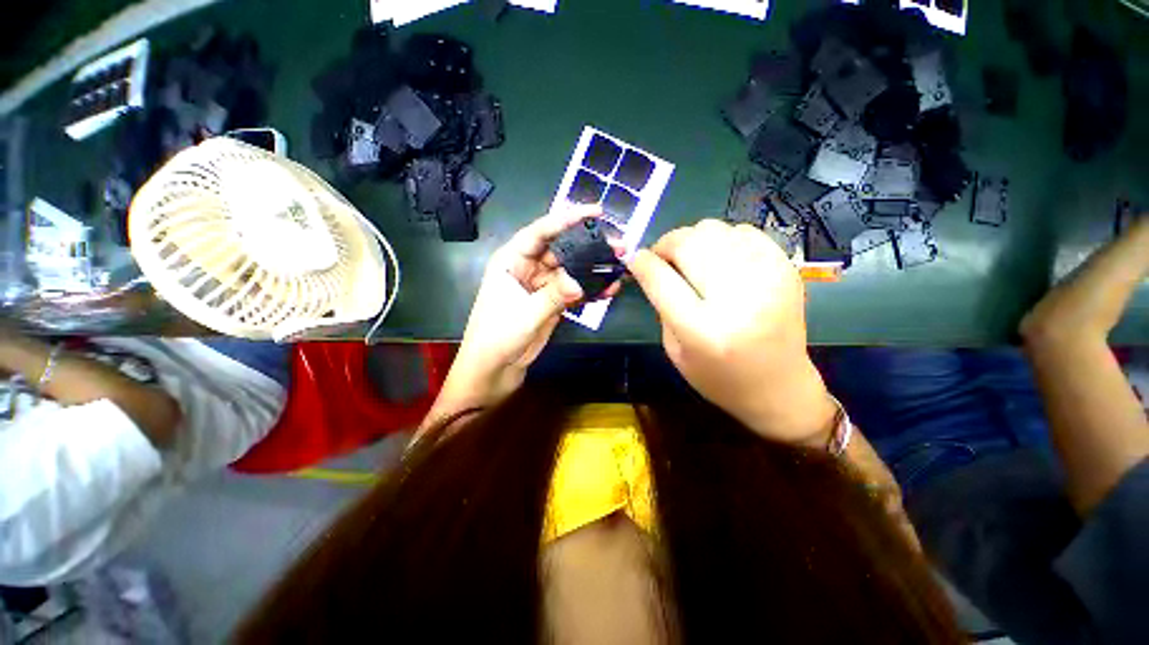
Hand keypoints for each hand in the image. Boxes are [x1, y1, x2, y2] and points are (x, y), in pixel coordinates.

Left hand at [452, 207, 621, 402]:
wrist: (493, 371)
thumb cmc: (497, 337)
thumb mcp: (525, 313)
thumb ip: (554, 295)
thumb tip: (580, 280)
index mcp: (511, 260)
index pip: (540, 232)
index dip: (567, 219)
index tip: (596, 212)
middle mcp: (527, 268)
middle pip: (562, 250)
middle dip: (589, 246)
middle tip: (618, 246)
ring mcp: (541, 286)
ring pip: (571, 271)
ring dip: (593, 269)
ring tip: (620, 267)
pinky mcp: (551, 303)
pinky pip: (573, 291)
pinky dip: (590, 290)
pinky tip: (609, 289)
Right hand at [627, 220, 836, 445]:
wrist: (780, 387)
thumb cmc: (719, 378)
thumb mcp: (675, 351)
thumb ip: (662, 306)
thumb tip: (653, 267)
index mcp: (702, 330)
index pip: (661, 280)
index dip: (642, 262)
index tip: (634, 258)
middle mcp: (736, 300)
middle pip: (688, 244)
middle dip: (666, 245)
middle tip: (663, 258)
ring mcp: (766, 279)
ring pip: (714, 229)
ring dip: (693, 240)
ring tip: (692, 259)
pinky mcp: (785, 269)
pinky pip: (743, 231)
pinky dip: (723, 239)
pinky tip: (721, 259)